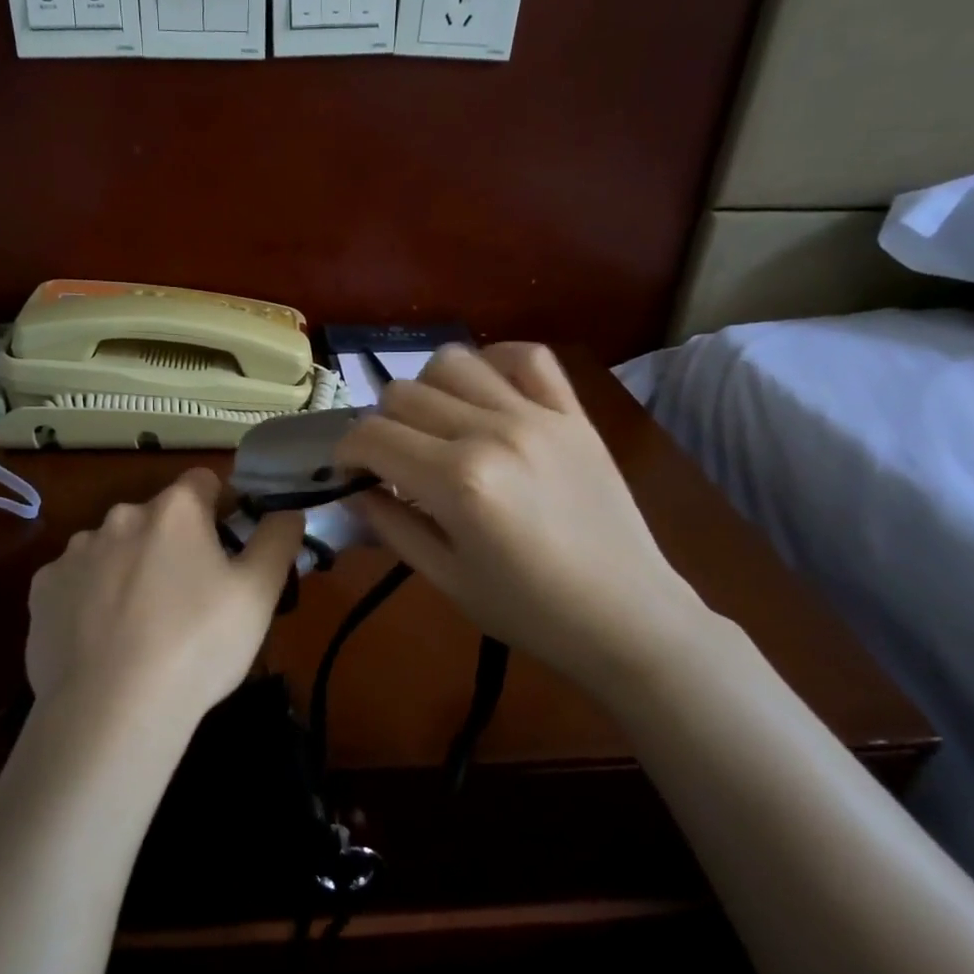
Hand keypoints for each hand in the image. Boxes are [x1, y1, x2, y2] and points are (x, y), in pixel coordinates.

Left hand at [25, 468, 305, 738]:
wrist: (111, 712)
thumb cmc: (198, 645)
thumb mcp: (259, 593)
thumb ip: (278, 538)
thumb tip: (286, 508)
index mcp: (175, 510)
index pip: (204, 481)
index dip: (221, 509)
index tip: (228, 550)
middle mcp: (121, 516)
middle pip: (157, 517)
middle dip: (174, 544)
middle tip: (189, 599)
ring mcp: (75, 552)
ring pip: (114, 548)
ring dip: (130, 568)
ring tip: (142, 626)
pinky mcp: (42, 589)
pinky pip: (76, 581)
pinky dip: (90, 598)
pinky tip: (101, 639)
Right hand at [335, 343, 711, 692]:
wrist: (628, 617)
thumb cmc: (529, 611)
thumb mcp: (446, 579)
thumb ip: (391, 526)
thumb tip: (353, 491)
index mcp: (457, 482)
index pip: (371, 436)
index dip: (345, 454)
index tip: (350, 475)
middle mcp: (492, 433)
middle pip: (403, 394)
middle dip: (380, 427)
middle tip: (392, 463)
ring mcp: (537, 415)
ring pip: (453, 362)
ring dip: (427, 391)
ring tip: (436, 427)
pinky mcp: (573, 413)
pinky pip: (527, 356)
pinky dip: (495, 363)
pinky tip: (486, 395)